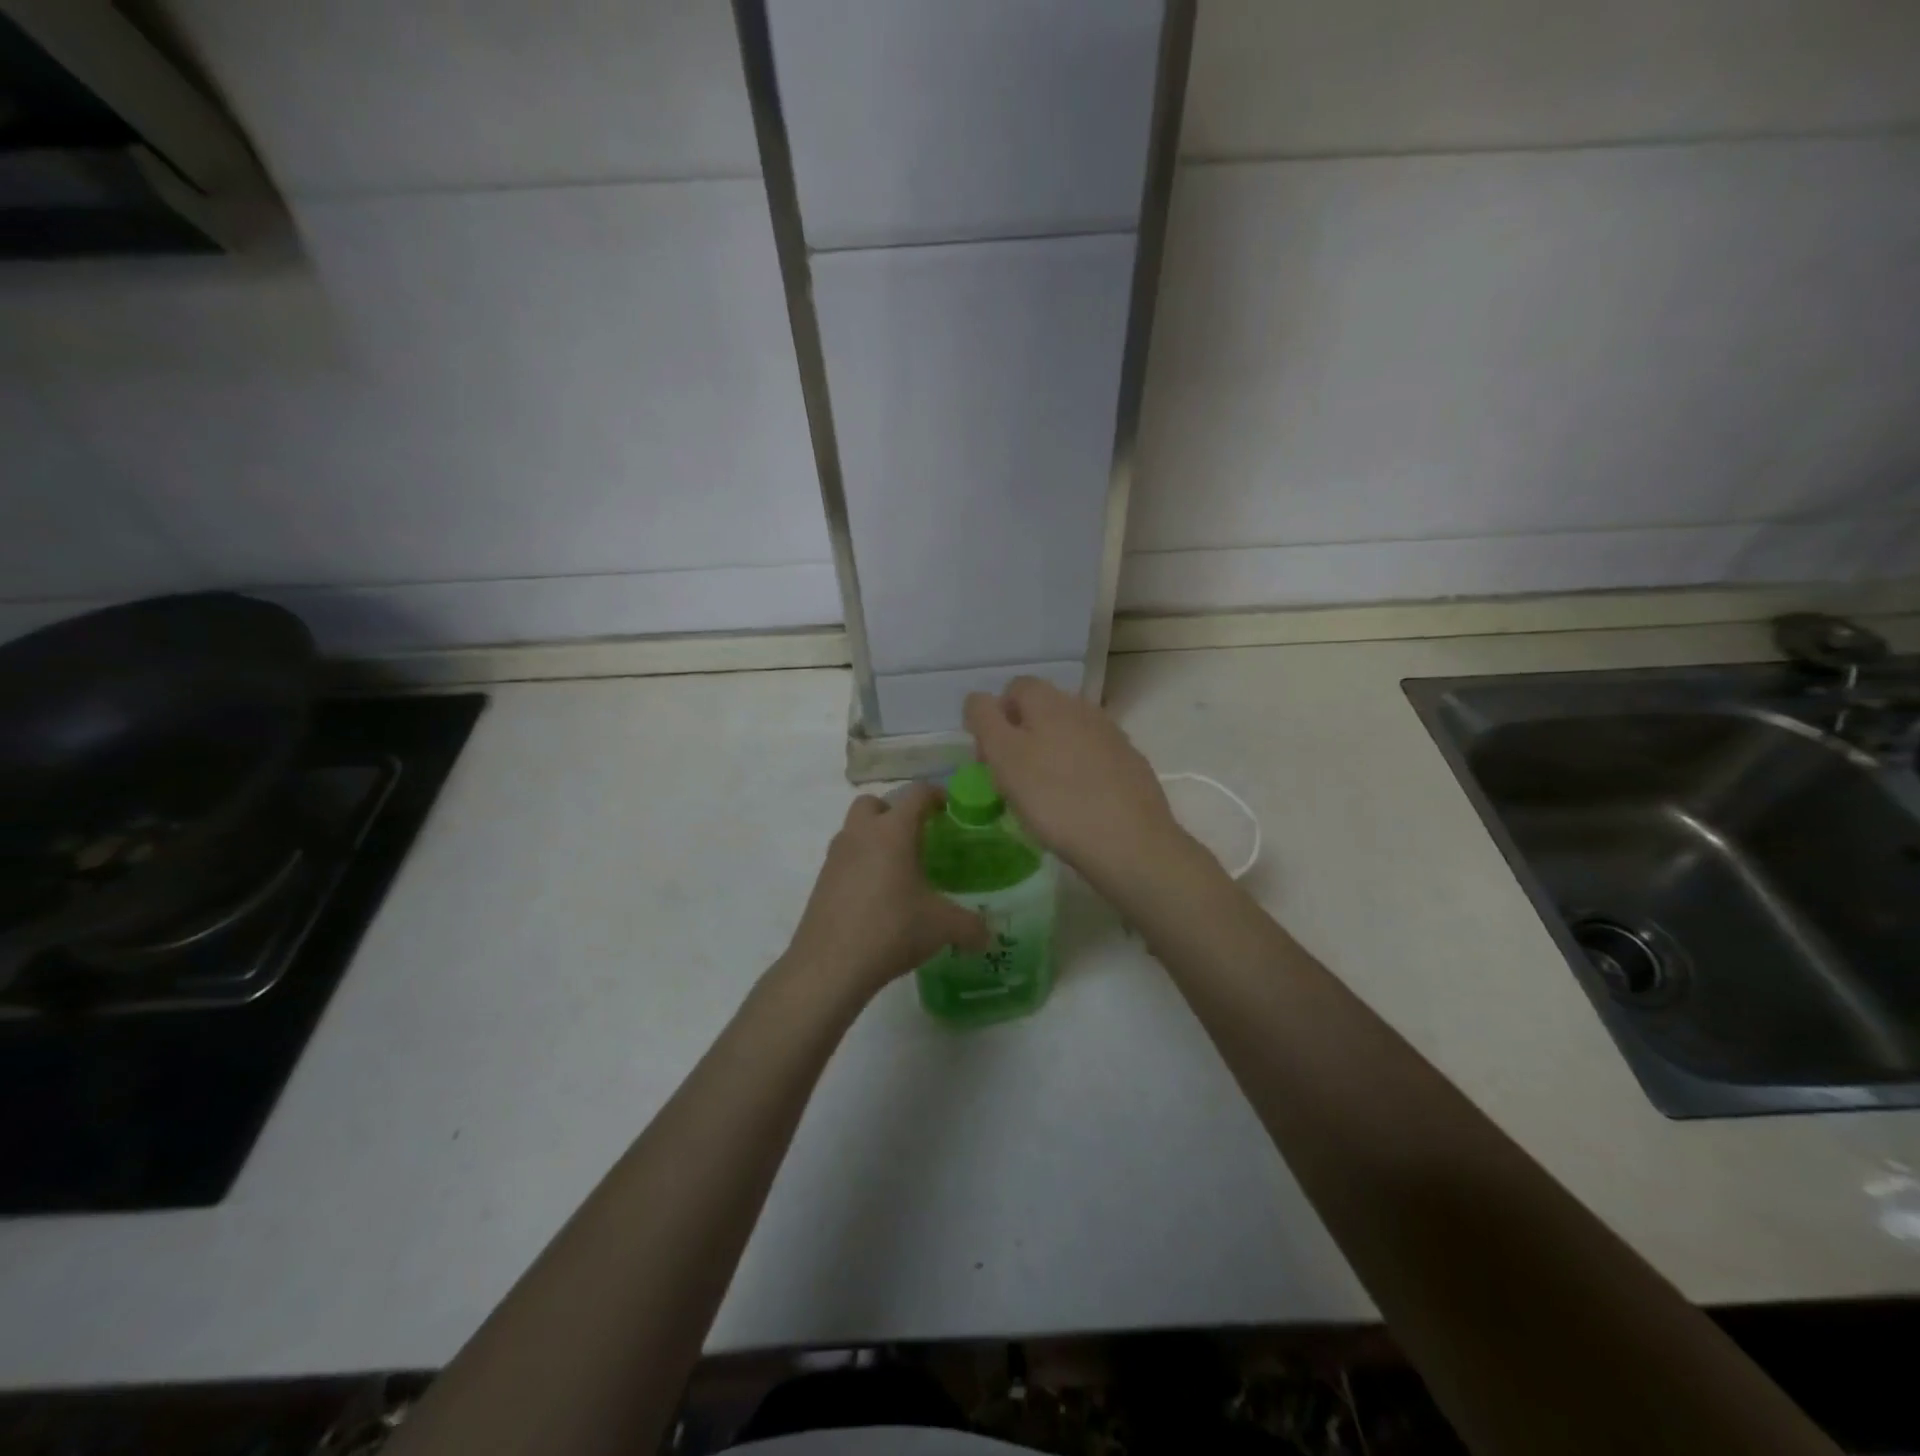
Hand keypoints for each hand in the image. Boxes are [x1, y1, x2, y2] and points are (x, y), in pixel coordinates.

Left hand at [782, 784, 990, 1002]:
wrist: (829, 965)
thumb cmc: (891, 930)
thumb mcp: (941, 927)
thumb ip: (971, 926)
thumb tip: (988, 935)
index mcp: (893, 831)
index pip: (917, 794)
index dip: (936, 795)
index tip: (949, 808)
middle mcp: (861, 834)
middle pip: (874, 803)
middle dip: (895, 812)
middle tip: (916, 837)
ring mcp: (836, 857)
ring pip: (855, 830)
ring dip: (874, 838)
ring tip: (897, 869)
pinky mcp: (821, 881)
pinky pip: (844, 859)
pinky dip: (860, 865)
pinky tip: (876, 896)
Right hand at [964, 677, 1187, 886]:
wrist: (1130, 841)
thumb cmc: (1055, 799)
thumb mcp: (1004, 757)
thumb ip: (985, 720)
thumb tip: (978, 700)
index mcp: (1049, 702)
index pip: (1014, 688)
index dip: (995, 716)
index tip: (989, 756)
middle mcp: (1083, 708)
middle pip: (1043, 710)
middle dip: (1022, 735)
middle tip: (1012, 777)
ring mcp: (1112, 735)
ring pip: (1069, 733)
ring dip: (1051, 753)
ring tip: (1044, 793)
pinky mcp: (1131, 764)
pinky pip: (1094, 758)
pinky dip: (1079, 772)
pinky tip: (1077, 803)